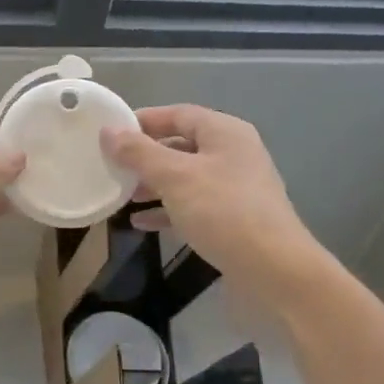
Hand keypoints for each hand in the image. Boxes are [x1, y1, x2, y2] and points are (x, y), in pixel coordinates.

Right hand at [100, 104, 325, 302]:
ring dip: (153, 184)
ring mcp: (234, 187)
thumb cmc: (223, 212)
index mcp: (224, 133)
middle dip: (145, 156)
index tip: (110, 133)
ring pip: (185, 177)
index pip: (177, 114)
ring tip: (122, 195)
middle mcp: (232, 153)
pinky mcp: (233, 218)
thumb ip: (139, 153)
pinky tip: (141, 223)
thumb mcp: (175, 177)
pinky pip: (193, 204)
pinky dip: (167, 209)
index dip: (143, 120)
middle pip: (180, 145)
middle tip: (111, 166)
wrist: (274, 269)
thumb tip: (108, 131)